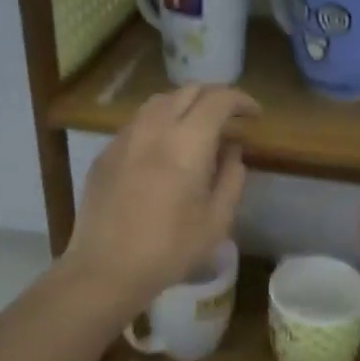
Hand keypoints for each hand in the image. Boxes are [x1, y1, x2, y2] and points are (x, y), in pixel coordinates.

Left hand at [59, 84, 258, 311]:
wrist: (106, 269)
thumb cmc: (170, 249)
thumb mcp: (217, 219)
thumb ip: (231, 177)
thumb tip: (232, 149)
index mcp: (186, 142)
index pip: (218, 100)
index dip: (241, 100)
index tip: (254, 114)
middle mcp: (153, 129)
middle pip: (187, 91)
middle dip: (214, 97)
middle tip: (230, 117)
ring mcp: (124, 138)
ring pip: (158, 102)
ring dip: (185, 105)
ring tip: (198, 127)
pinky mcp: (105, 154)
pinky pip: (138, 123)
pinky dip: (159, 123)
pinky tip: (165, 148)